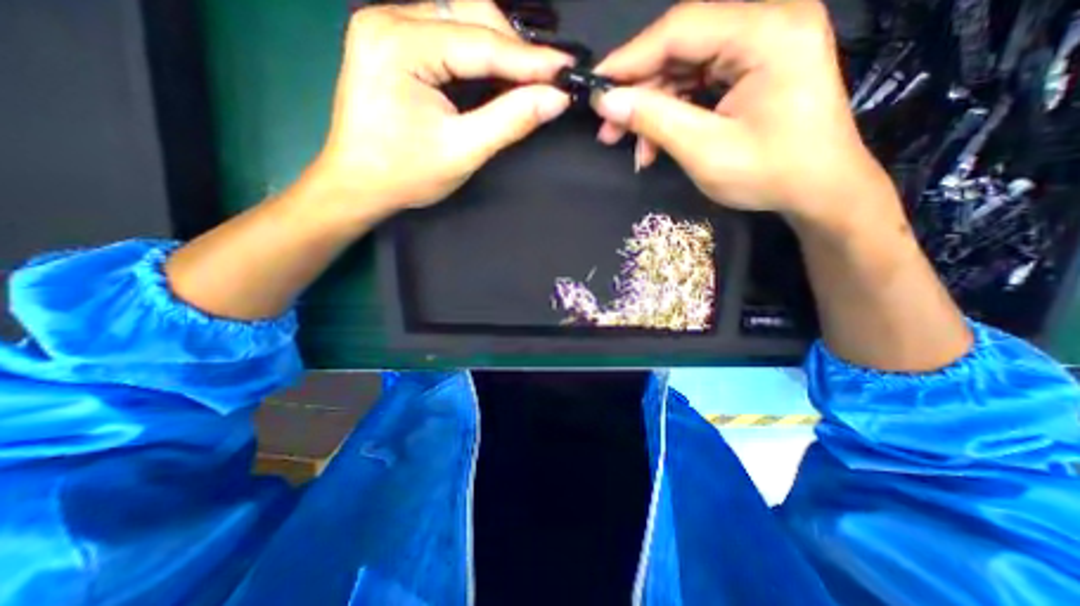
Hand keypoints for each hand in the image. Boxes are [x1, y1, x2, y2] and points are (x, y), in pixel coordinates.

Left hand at [313, 0, 572, 216]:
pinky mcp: (391, 39)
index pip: (481, 42)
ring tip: (525, 78)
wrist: (358, 184)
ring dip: (498, 47)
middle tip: (545, 79)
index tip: (567, 70)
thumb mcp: (463, 151)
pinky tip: (495, 73)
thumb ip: (510, 120)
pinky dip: (477, 52)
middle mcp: (389, 18)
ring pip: (460, 18)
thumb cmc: (405, 175)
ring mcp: (386, 24)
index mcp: (400, 45)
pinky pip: (446, 31)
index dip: (530, 59)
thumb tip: (555, 99)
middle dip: (513, 48)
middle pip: (469, 13)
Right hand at [590, 1, 904, 230]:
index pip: (680, 30)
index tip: (595, 88)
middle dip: (640, 93)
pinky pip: (700, 85)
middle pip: (681, 48)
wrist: (820, 190)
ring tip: (633, 148)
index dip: (629, 60)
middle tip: (607, 129)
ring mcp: (762, 45)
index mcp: (766, 32)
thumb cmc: (769, 174)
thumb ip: (654, 119)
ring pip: (685, 70)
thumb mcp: (704, 150)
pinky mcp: (755, 68)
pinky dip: (673, 114)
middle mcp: (767, 23)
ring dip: (653, 110)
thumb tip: (606, 101)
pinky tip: (656, 144)